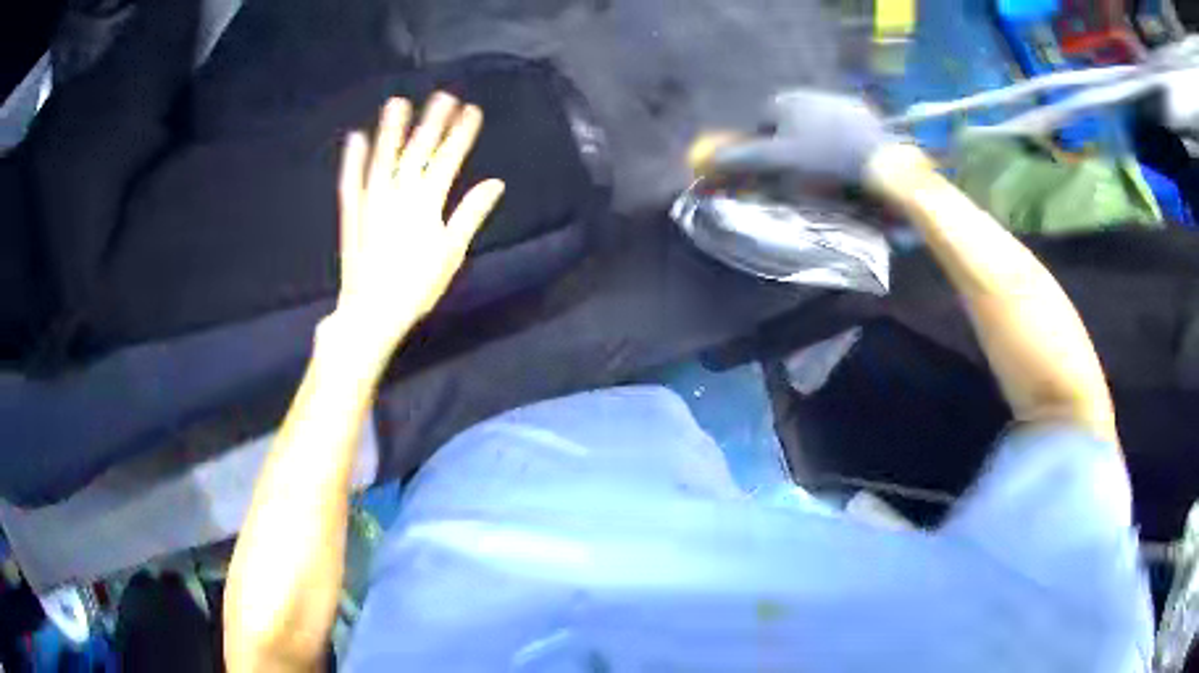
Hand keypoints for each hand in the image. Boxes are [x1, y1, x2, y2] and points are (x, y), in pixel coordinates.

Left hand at [329, 93, 504, 365]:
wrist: (371, 312)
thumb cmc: (416, 287)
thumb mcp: (451, 253)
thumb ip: (470, 213)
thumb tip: (495, 183)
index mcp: (427, 203)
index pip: (448, 159)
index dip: (461, 133)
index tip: (472, 110)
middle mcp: (398, 193)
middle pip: (418, 150)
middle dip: (432, 121)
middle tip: (443, 94)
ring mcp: (371, 200)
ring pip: (383, 157)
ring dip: (391, 129)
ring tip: (397, 101)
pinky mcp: (352, 213)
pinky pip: (351, 180)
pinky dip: (353, 159)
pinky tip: (355, 137)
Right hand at [708, 90, 900, 183]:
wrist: (881, 161)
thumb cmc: (825, 160)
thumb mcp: (778, 161)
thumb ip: (743, 158)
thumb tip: (708, 161)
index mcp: (786, 101)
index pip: (762, 122)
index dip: (764, 146)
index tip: (775, 169)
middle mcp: (809, 93)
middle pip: (789, 122)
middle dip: (790, 142)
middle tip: (802, 172)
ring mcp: (839, 100)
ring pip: (816, 123)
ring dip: (815, 141)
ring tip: (828, 169)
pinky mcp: (864, 112)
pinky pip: (842, 126)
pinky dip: (840, 140)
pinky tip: (849, 161)